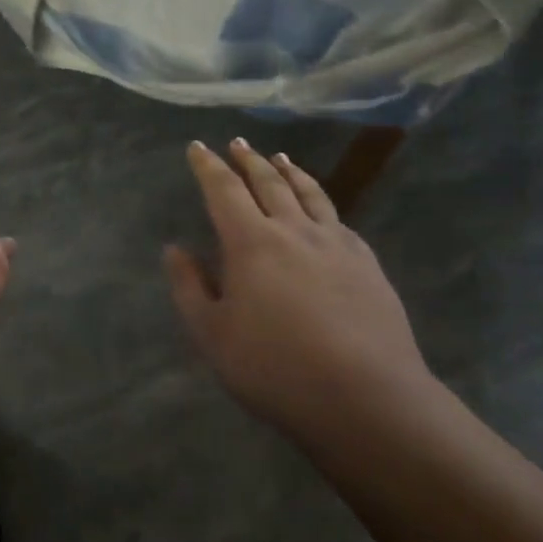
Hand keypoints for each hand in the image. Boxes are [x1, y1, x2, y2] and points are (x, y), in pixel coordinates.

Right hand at [164, 140, 434, 442]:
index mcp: (251, 243)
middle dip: (248, 160)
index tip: (198, 147)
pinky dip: (322, 203)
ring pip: (308, 194)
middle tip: (237, 144)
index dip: (208, 166)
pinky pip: (338, 220)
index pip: (224, 191)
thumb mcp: (213, 335)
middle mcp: (294, 230)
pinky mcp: (367, 263)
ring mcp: (336, 244)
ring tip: (280, 157)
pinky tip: (322, 209)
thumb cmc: (276, 368)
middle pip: (268, 183)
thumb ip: (189, 287)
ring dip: (289, 171)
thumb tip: (175, 249)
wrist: (366, 397)